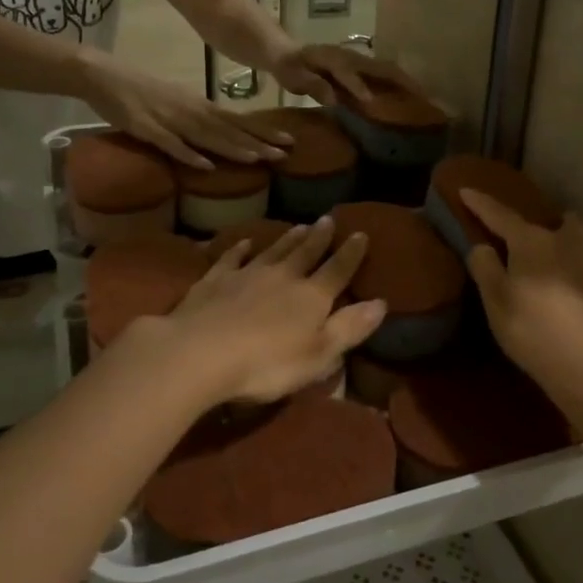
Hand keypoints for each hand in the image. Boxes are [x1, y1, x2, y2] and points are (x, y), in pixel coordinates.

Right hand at [81, 53, 290, 168]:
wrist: (103, 75)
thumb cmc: (140, 91)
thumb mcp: (177, 102)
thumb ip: (199, 119)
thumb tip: (223, 135)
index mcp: (199, 105)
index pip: (238, 121)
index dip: (263, 132)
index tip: (289, 141)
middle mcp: (191, 111)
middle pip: (229, 130)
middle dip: (258, 142)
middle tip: (286, 153)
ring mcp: (170, 120)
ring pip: (207, 136)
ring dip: (233, 148)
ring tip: (259, 159)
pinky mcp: (146, 128)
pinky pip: (170, 144)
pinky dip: (188, 154)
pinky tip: (206, 165)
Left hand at [149, 217, 385, 407]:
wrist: (201, 352)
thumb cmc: (267, 363)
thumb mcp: (319, 354)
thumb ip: (349, 328)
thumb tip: (381, 302)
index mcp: (311, 297)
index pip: (337, 270)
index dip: (351, 253)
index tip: (360, 233)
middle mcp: (282, 277)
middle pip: (305, 253)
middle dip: (319, 238)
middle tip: (327, 219)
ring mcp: (246, 275)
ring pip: (273, 251)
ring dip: (287, 239)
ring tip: (299, 226)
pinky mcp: (214, 281)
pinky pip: (231, 258)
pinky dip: (239, 249)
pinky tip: (244, 242)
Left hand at [270, 44, 422, 106]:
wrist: (288, 53)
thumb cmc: (291, 67)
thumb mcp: (294, 77)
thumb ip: (314, 85)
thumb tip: (333, 99)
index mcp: (333, 59)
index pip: (348, 72)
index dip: (358, 86)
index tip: (370, 102)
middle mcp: (351, 57)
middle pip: (380, 67)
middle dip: (400, 81)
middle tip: (422, 97)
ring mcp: (358, 61)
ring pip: (387, 70)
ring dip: (405, 82)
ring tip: (424, 97)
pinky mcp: (361, 67)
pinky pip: (383, 74)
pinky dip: (398, 83)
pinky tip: (409, 95)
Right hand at [462, 190, 582, 399]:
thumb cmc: (532, 330)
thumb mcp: (495, 301)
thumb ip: (485, 268)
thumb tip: (483, 246)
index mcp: (533, 242)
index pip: (501, 216)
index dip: (481, 204)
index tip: (466, 190)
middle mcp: (566, 243)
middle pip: (557, 220)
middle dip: (542, 222)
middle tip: (528, 235)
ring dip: (571, 238)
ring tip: (559, 252)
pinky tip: (577, 280)